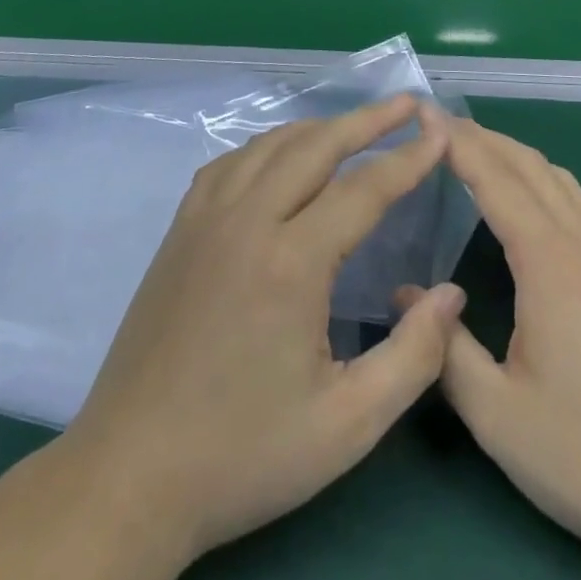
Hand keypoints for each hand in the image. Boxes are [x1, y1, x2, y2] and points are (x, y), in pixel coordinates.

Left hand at [63, 96, 465, 567]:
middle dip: (366, 120)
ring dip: (317, 128)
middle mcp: (246, 222)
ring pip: (269, 146)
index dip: (407, 159)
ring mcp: (205, 221)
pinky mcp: (179, 232)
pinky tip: (280, 158)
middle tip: (406, 104)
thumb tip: (451, 293)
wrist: (128, 476)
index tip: (440, 133)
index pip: (363, 190)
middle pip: (315, 147)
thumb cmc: (243, 455)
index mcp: (290, 263)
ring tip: (353, 124)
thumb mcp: (347, 426)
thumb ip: (413, 356)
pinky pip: (230, 164)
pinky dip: (267, 146)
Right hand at [424, 118, 580, 571]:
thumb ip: (445, 350)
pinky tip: (529, 203)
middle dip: (481, 136)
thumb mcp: (500, 416)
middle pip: (529, 165)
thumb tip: (404, 297)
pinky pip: (577, 203)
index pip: (495, 180)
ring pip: (559, 179)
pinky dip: (541, 179)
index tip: (423, 113)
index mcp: (549, 264)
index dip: (456, 142)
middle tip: (437, 124)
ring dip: (513, 153)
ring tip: (476, 151)